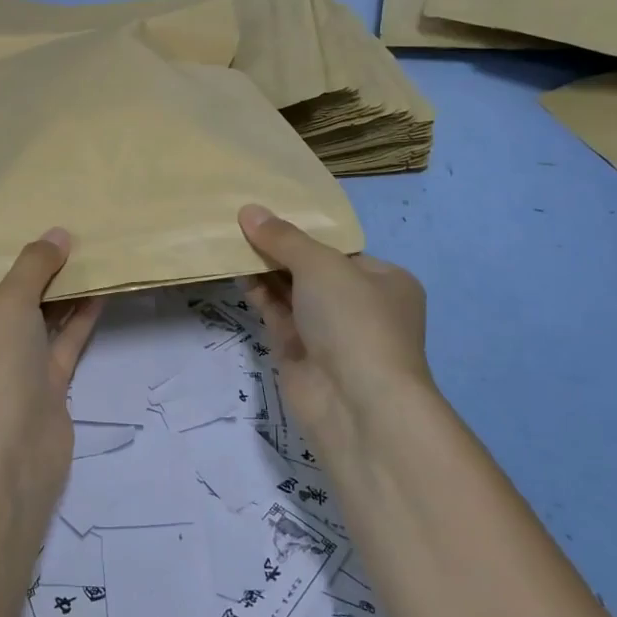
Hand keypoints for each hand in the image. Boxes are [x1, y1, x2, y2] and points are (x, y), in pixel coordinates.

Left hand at [0, 229, 103, 506]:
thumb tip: (58, 234)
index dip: (2, 256)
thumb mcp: (7, 304)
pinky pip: (63, 343)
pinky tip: (101, 290)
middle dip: (38, 271)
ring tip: (89, 254)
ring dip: (63, 293)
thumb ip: (33, 266)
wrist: (10, 454)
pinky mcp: (45, 387)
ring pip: (41, 322)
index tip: (29, 226)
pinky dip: (79, 319)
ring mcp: (14, 369)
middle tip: (66, 234)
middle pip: (12, 300)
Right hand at [237, 204, 431, 464]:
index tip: (268, 213)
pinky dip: (258, 293)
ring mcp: (329, 332)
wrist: (356, 405)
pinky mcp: (300, 353)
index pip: (340, 249)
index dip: (304, 231)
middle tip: (241, 223)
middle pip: (312, 269)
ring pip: (291, 292)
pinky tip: (235, 270)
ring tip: (230, 239)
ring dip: (264, 269)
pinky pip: (276, 314)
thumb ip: (283, 238)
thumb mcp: (321, 265)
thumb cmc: (354, 320)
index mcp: (385, 281)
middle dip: (279, 249)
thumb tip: (249, 210)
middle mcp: (360, 305)